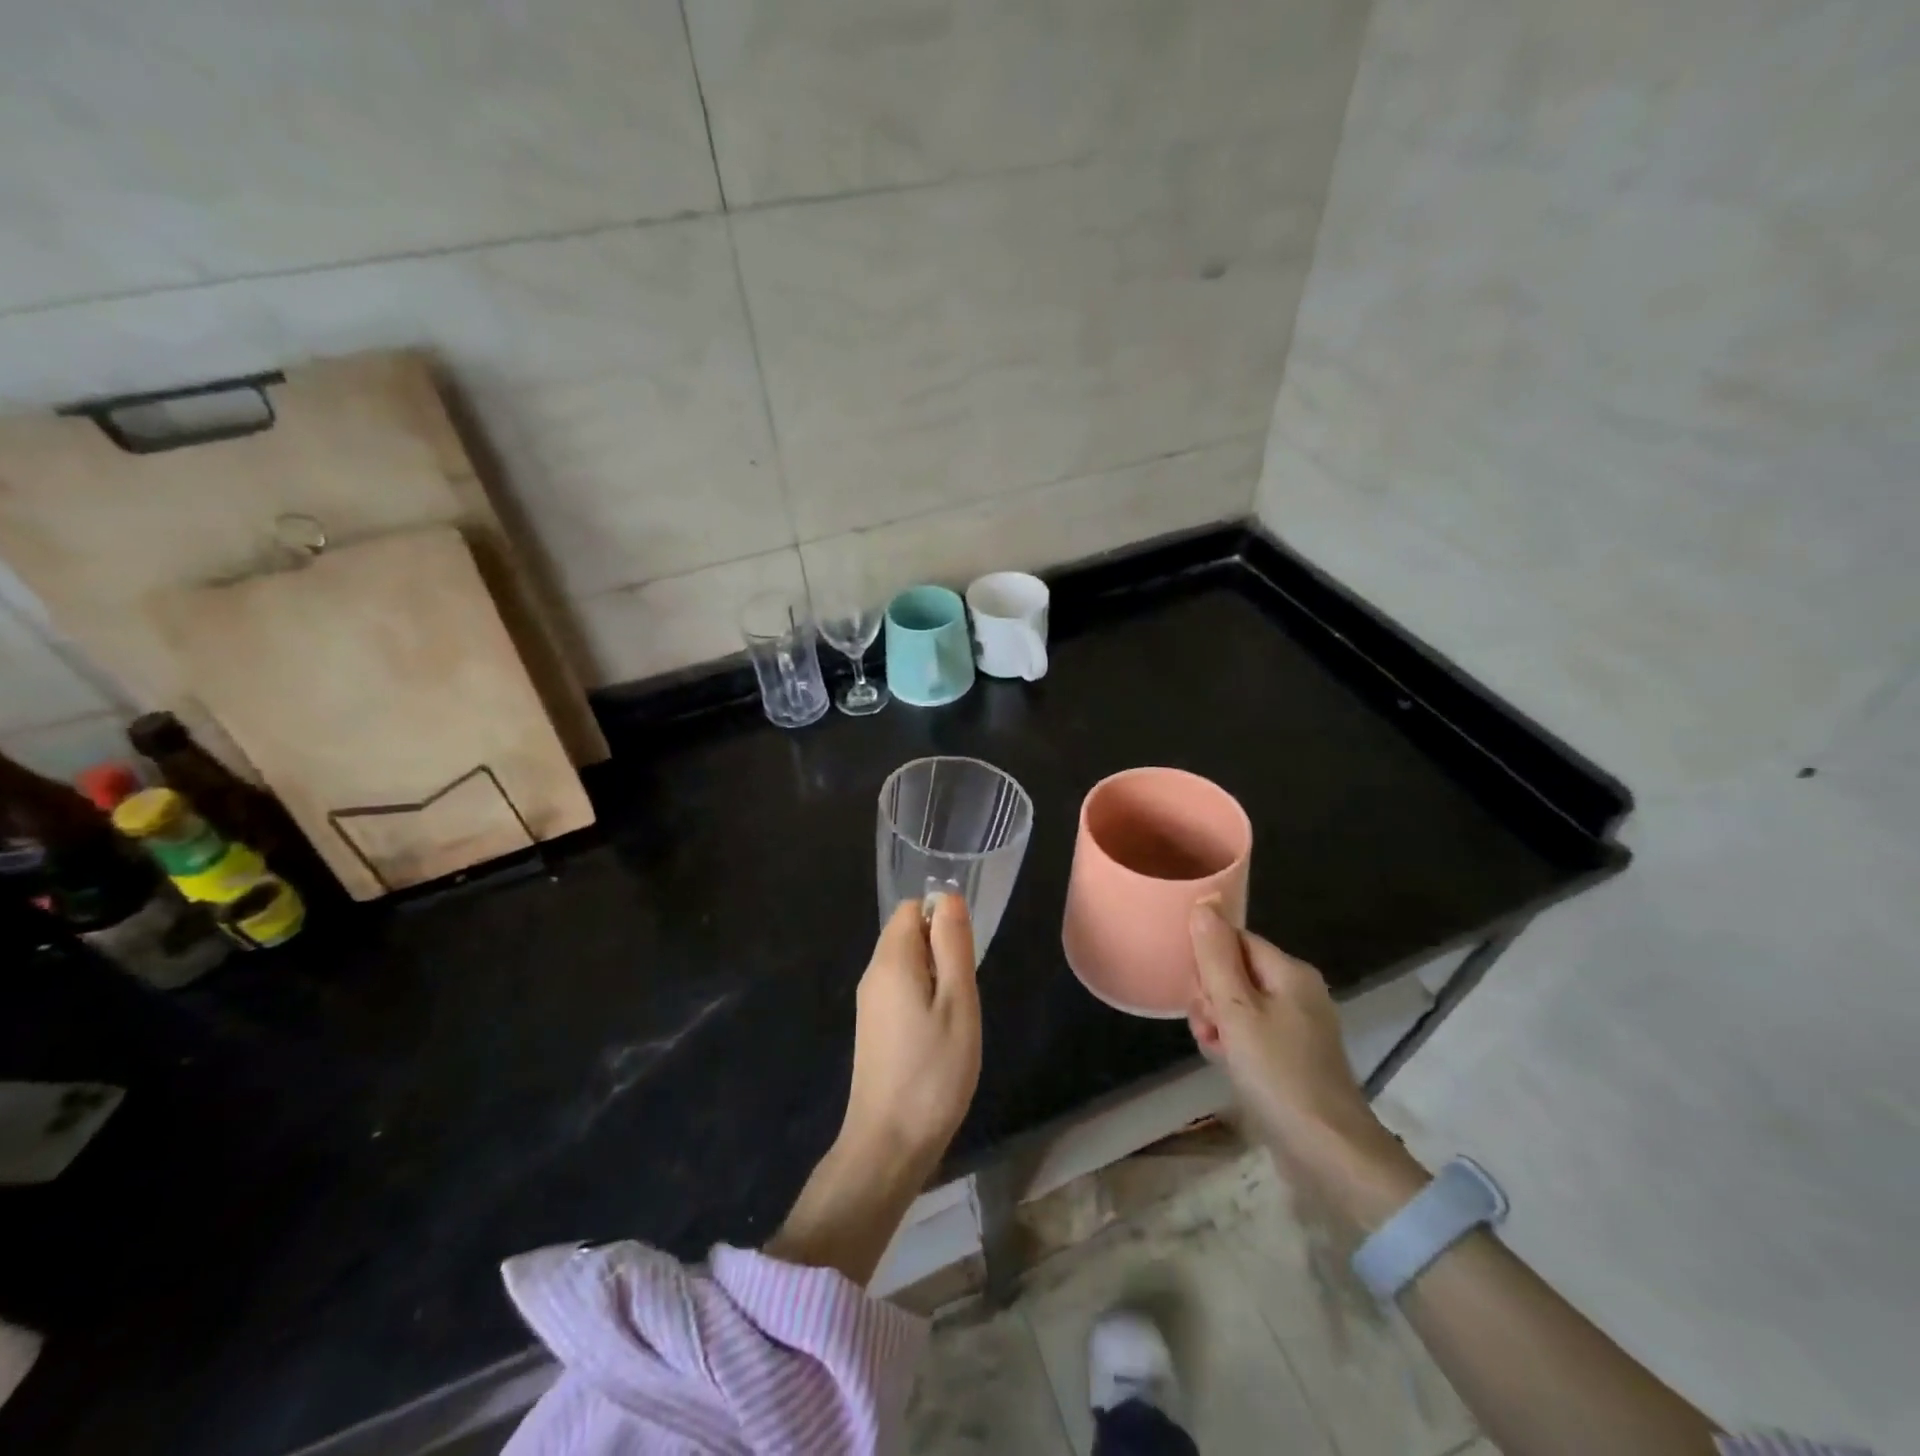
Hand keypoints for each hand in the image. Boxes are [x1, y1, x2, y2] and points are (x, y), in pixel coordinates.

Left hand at [767, 896, 979, 1284]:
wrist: (889, 1143)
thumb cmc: (933, 1071)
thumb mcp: (958, 1002)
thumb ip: (953, 945)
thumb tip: (947, 898)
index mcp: (891, 960)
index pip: (911, 909)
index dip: (941, 918)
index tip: (964, 956)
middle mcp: (873, 974)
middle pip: (906, 934)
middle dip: (940, 949)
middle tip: (963, 993)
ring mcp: (869, 1003)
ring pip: (905, 964)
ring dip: (935, 977)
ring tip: (954, 1018)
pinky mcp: (872, 1028)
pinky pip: (900, 990)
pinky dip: (923, 998)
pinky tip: (938, 1035)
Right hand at [1188, 902, 1423, 1223]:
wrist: (1328, 1153)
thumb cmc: (1278, 1073)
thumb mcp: (1237, 1010)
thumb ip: (1216, 956)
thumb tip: (1204, 902)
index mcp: (1290, 972)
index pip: (1234, 941)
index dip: (1208, 962)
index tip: (1197, 993)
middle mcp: (1298, 992)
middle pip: (1235, 972)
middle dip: (1210, 997)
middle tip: (1208, 1027)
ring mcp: (1299, 1026)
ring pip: (1238, 1006)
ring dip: (1218, 1024)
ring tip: (1215, 1049)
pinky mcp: (1294, 1057)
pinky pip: (1252, 1034)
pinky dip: (1234, 1045)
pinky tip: (1226, 1064)